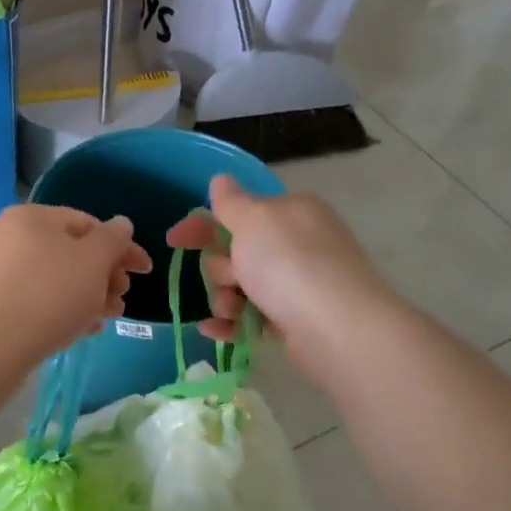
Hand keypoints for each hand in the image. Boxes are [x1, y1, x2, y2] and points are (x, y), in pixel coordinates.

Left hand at [0, 204, 151, 366]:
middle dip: (103, 277)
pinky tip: (75, 331)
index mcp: (33, 216)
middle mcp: (8, 235)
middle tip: (121, 301)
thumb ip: (113, 239)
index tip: (145, 272)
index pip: (88, 224)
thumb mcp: (93, 262)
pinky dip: (58, 310)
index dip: (123, 247)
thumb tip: (121, 224)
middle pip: (69, 252)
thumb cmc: (49, 294)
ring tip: (103, 320)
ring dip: (85, 296)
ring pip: (52, 279)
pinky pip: (32, 299)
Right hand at [165, 176, 396, 387]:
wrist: (337, 327)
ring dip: (224, 298)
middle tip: (231, 278)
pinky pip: (252, 317)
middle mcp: (297, 243)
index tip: (173, 240)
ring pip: (242, 286)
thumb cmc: (289, 264)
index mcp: (290, 211)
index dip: (202, 223)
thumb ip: (231, 202)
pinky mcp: (295, 320)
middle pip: (237, 251)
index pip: (238, 210)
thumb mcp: (253, 221)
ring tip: (232, 311)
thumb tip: (221, 180)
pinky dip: (232, 324)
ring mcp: (298, 283)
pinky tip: (215, 331)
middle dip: (219, 268)